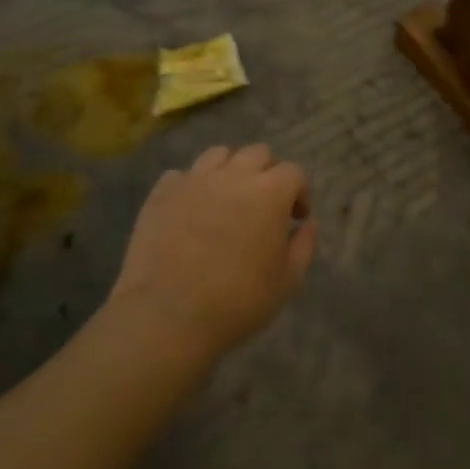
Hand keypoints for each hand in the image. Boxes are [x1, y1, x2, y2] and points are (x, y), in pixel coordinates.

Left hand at [107, 144, 314, 363]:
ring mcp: (194, 180)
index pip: (293, 172)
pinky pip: (181, 175)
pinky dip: (191, 185)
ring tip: (227, 197)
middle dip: (267, 172)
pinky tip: (191, 209)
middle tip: (264, 203)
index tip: (295, 217)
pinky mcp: (162, 193)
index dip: (299, 192)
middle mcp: (234, 175)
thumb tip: (307, 224)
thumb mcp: (287, 281)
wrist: (167, 315)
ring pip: (218, 154)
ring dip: (230, 169)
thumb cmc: (237, 300)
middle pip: (258, 153)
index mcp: (270, 192)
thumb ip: (303, 246)